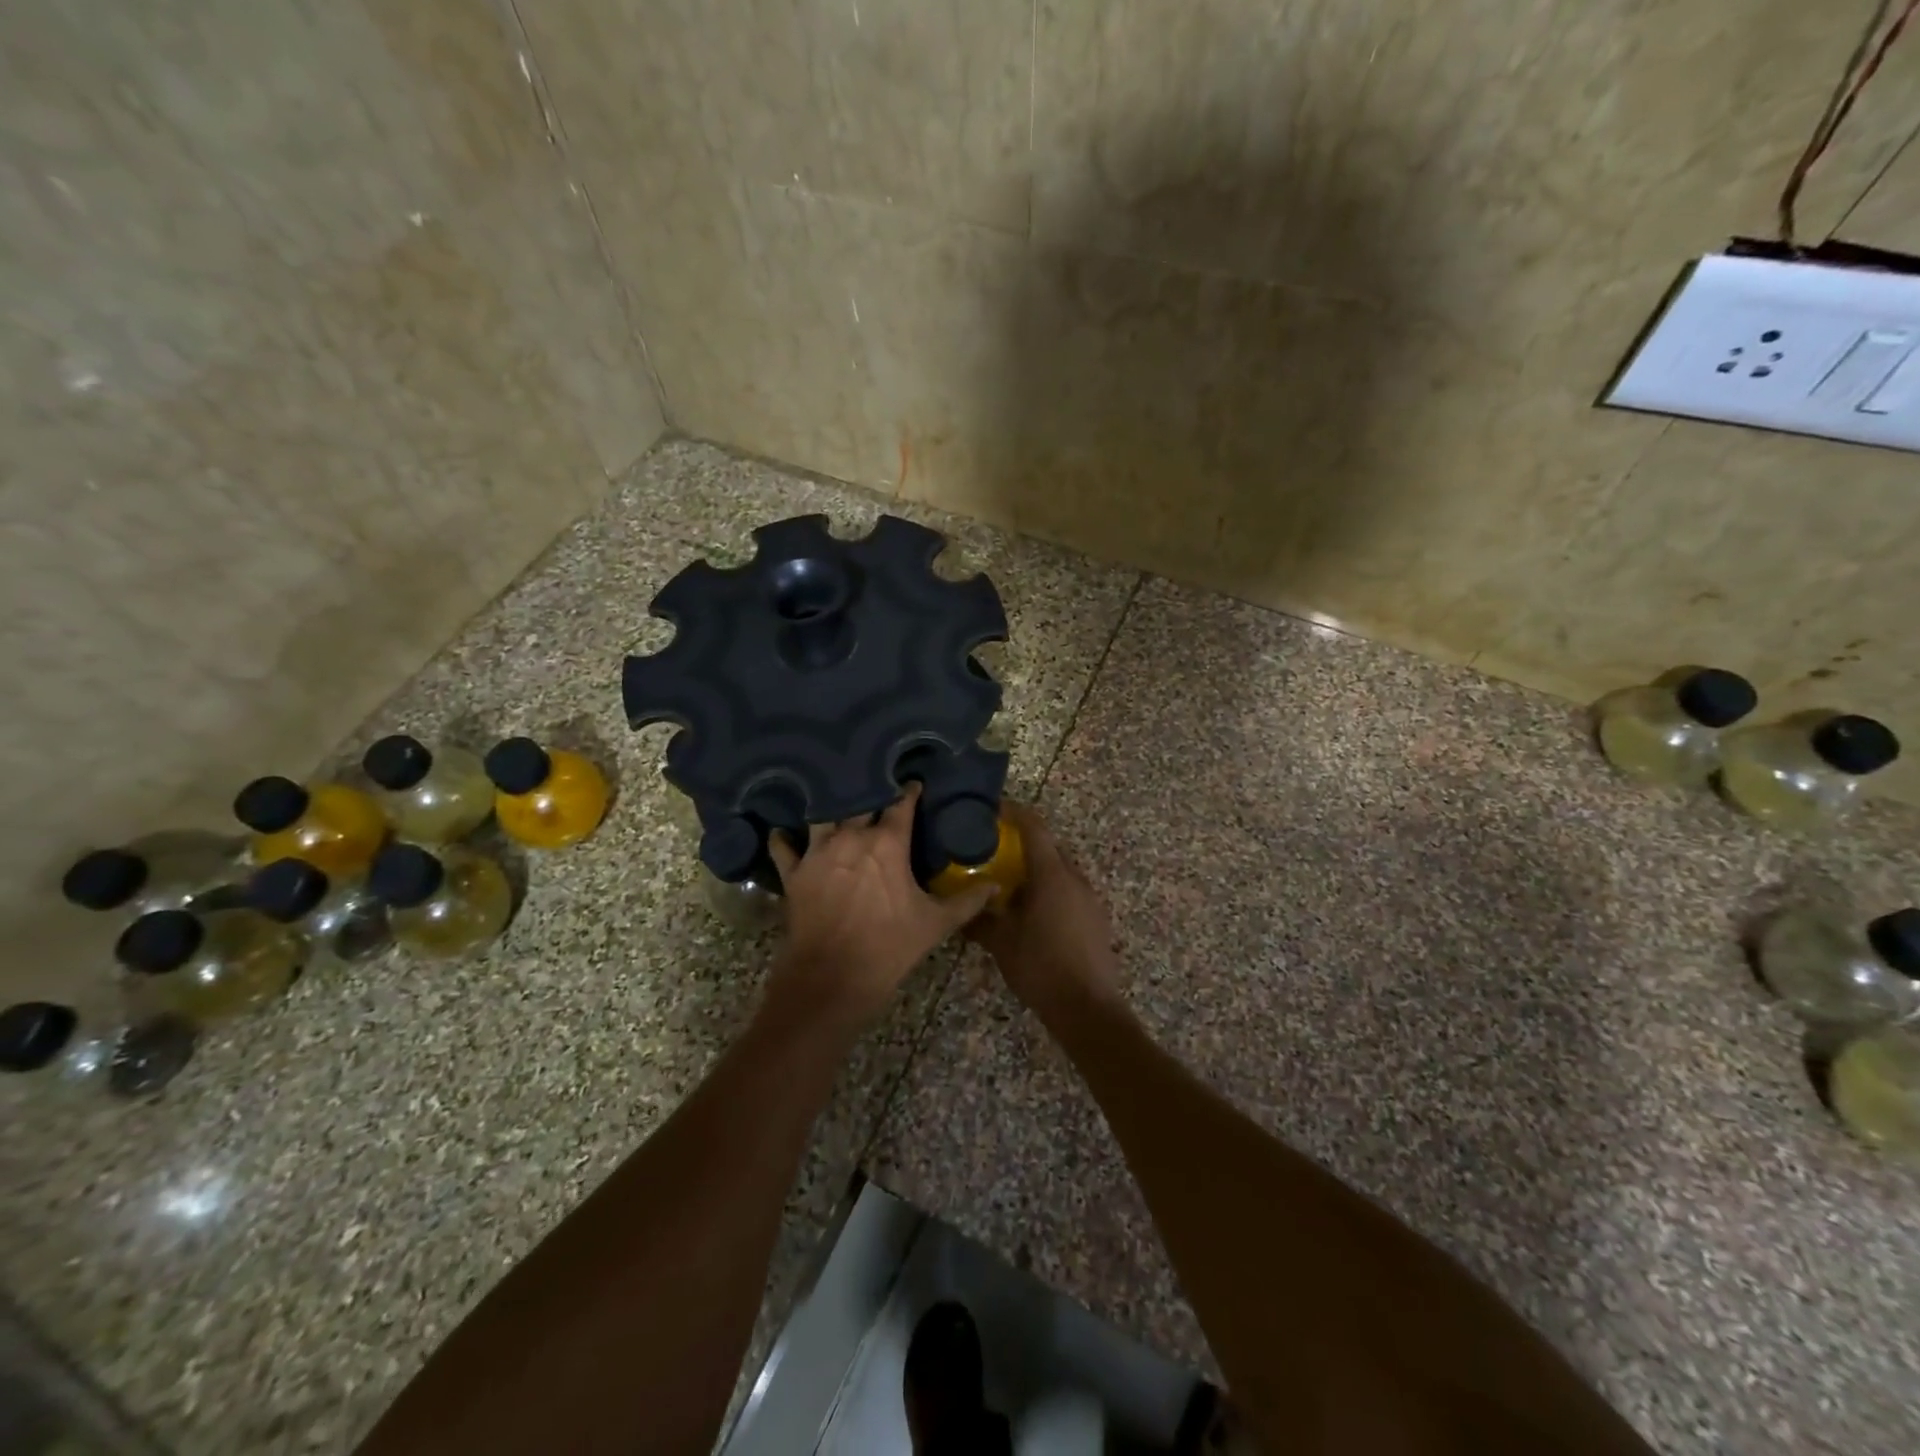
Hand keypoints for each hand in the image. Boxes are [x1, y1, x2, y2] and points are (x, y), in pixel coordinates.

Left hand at [766, 782, 994, 1025]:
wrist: (832, 978)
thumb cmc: (889, 947)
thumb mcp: (936, 924)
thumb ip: (968, 901)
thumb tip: (997, 886)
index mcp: (888, 843)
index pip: (901, 804)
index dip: (909, 791)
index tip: (914, 783)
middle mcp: (851, 837)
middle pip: (860, 801)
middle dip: (870, 792)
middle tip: (876, 786)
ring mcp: (818, 852)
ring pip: (823, 815)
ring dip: (831, 808)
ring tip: (835, 802)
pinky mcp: (794, 873)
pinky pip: (783, 847)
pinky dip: (783, 839)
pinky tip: (782, 833)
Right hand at [969, 802, 1120, 1017]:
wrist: (1088, 1008)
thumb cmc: (1041, 967)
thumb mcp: (1001, 943)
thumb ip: (979, 920)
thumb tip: (960, 909)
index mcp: (1052, 875)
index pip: (1034, 827)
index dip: (1014, 812)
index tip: (994, 807)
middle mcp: (1075, 878)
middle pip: (1050, 847)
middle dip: (1024, 842)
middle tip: (995, 849)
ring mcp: (1090, 899)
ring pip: (1061, 870)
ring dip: (1038, 869)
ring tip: (1010, 882)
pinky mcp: (1096, 919)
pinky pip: (1069, 891)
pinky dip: (1050, 890)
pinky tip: (1032, 912)